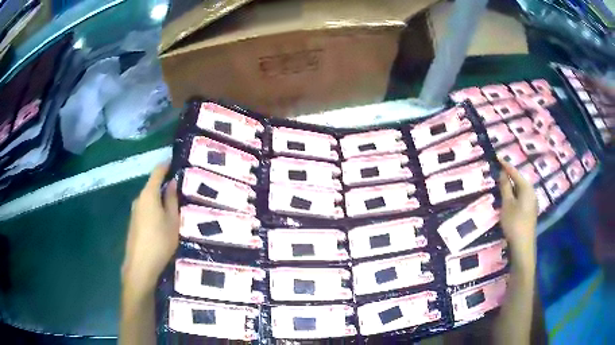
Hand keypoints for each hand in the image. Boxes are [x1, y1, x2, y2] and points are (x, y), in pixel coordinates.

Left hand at [122, 163, 178, 294]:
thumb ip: (172, 200)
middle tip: (180, 189)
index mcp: (148, 195)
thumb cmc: (160, 241)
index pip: (157, 172)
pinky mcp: (133, 223)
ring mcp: (134, 212)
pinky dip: (154, 209)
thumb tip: (172, 182)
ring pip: (149, 199)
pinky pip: (145, 209)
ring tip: (173, 205)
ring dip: (159, 199)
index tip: (176, 162)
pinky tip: (162, 221)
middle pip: (152, 186)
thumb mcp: (172, 220)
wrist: (140, 266)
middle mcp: (138, 199)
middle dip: (164, 185)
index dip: (166, 165)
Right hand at [498, 158, 537, 263]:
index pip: (515, 172)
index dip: (505, 165)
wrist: (523, 246)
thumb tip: (502, 172)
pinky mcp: (530, 211)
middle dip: (509, 176)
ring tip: (501, 183)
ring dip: (511, 186)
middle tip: (498, 171)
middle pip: (519, 180)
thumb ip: (505, 187)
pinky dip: (514, 195)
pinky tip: (508, 199)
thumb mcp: (507, 204)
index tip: (497, 158)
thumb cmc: (514, 223)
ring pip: (520, 189)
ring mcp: (532, 202)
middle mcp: (531, 192)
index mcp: (527, 188)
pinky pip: (521, 197)